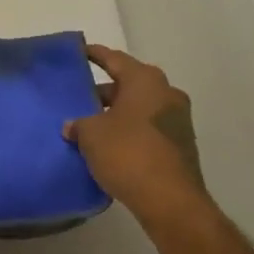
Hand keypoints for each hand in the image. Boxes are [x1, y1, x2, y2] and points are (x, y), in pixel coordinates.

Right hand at [64, 45, 211, 225]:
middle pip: (129, 84)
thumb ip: (79, 124)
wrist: (170, 200)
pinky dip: (131, 130)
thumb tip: (72, 126)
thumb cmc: (128, 154)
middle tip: (80, 97)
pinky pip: (149, 127)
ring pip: (140, 107)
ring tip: (91, 124)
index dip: (95, 55)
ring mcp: (178, 119)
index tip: (81, 52)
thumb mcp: (92, 135)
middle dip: (105, 91)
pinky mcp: (181, 144)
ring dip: (118, 113)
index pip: (114, 59)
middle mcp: (166, 92)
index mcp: (145, 80)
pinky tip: (111, 145)